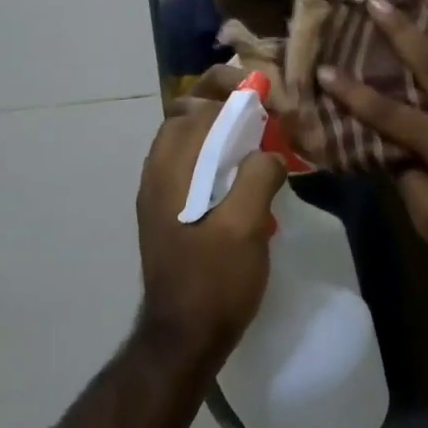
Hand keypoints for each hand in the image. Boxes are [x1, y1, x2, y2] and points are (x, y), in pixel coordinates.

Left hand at [136, 90, 286, 359]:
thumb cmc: (214, 281)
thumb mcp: (245, 227)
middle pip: (188, 114)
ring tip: (261, 138)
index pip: (197, 105)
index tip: (268, 93)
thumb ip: (257, 176)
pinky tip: (246, 175)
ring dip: (223, 128)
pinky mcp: (169, 210)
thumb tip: (269, 151)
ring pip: (189, 139)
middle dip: (225, 101)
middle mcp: (158, 171)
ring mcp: (160, 191)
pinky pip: (192, 164)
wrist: (184, 337)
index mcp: (171, 168)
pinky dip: (218, 154)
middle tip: (265, 109)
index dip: (233, 90)